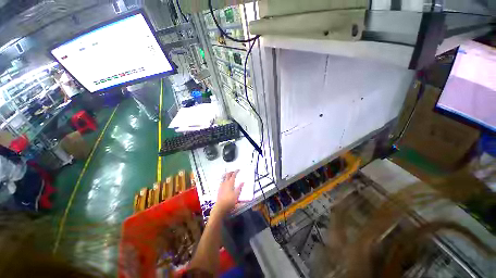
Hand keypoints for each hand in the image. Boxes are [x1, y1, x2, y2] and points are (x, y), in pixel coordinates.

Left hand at [214, 170, 243, 215]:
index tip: (238, 170)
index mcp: (230, 184)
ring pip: (223, 178)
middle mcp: (225, 183)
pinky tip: (224, 182)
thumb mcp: (237, 195)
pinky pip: (221, 181)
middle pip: (227, 175)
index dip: (236, 172)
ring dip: (226, 175)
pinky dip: (224, 179)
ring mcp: (221, 186)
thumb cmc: (230, 201)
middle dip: (230, 172)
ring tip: (229, 175)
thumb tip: (242, 182)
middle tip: (234, 171)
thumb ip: (239, 188)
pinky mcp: (219, 189)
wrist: (221, 206)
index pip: (233, 175)